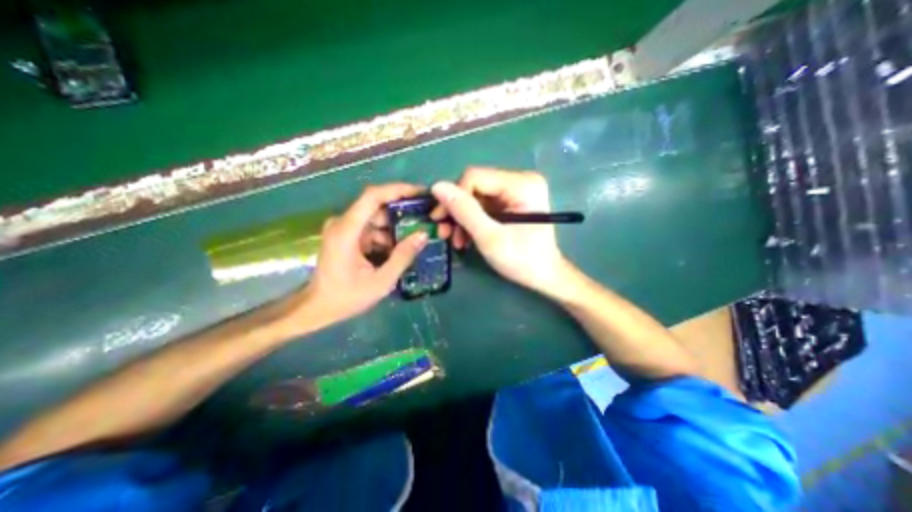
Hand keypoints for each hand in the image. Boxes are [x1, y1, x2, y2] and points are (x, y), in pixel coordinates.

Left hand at [296, 183, 431, 328]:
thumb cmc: (346, 297)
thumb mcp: (381, 281)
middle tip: (426, 220)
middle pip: (377, 207)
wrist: (318, 308)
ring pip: (376, 219)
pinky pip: (372, 229)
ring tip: (416, 239)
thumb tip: (423, 234)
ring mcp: (344, 229)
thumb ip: (403, 256)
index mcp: (346, 230)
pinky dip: (387, 237)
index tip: (421, 193)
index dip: (398, 190)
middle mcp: (343, 223)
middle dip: (403, 213)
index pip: (373, 196)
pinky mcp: (347, 236)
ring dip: (396, 229)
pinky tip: (399, 250)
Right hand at [432, 167, 566, 292]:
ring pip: (476, 197)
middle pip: (474, 186)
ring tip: (457, 241)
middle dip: (456, 211)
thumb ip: (464, 211)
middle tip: (444, 233)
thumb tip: (437, 186)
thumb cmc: (522, 260)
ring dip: (462, 218)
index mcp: (522, 184)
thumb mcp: (489, 237)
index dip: (453, 196)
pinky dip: (471, 221)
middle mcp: (520, 180)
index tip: (439, 220)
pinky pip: (483, 205)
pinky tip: (466, 237)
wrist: (543, 276)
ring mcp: (516, 191)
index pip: (475, 177)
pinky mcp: (511, 202)